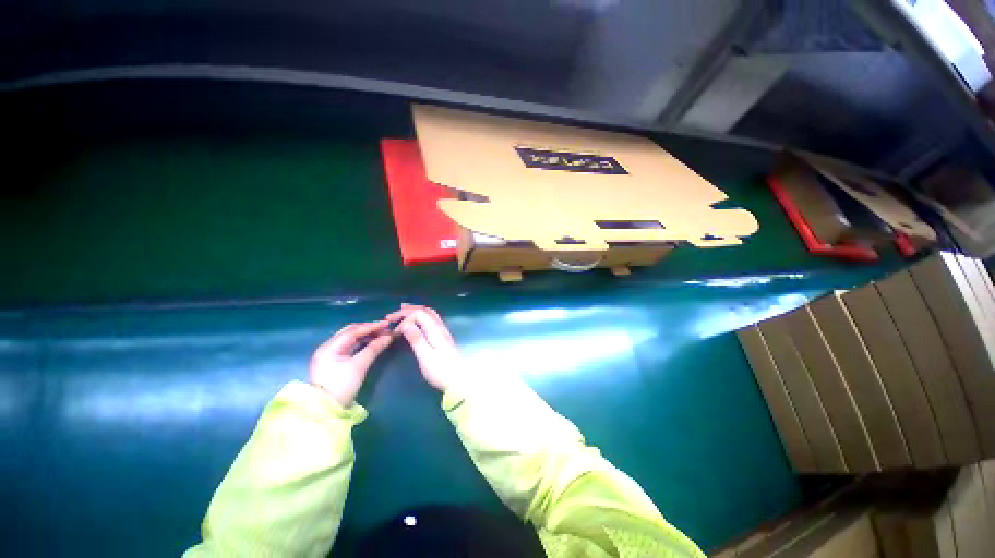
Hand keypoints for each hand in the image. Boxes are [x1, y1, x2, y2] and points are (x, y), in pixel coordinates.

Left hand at [309, 321, 393, 405]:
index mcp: (330, 346)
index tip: (387, 324)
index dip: (371, 326)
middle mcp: (327, 346)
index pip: (353, 330)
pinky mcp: (332, 360)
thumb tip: (389, 336)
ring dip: (365, 335)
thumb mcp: (359, 366)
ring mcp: (329, 353)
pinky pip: (348, 346)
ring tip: (381, 335)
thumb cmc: (341, 386)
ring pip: (349, 338)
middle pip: (350, 331)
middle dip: (368, 329)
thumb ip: (374, 348)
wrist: (325, 409)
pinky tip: (371, 342)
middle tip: (385, 329)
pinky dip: (360, 342)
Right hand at [387, 304, 461, 391]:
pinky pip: (431, 320)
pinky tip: (416, 322)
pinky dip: (421, 317)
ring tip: (402, 311)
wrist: (459, 381)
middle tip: (392, 315)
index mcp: (435, 330)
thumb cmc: (441, 371)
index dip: (405, 318)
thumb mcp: (425, 356)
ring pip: (429, 314)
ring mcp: (443, 332)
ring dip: (415, 311)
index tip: (394, 331)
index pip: (419, 314)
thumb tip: (405, 323)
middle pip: (425, 311)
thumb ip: (416, 339)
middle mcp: (440, 327)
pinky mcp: (443, 338)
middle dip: (408, 311)